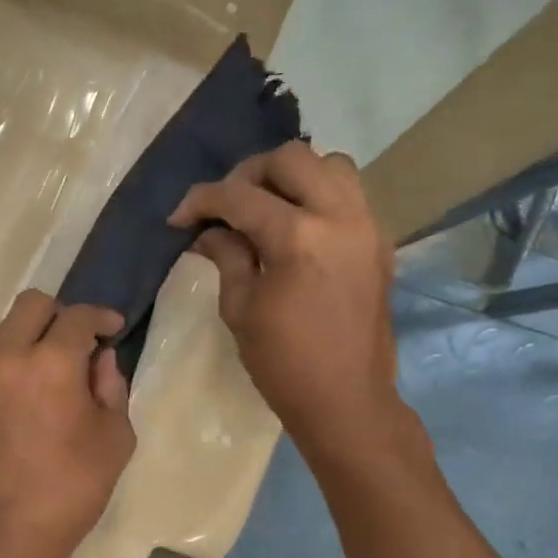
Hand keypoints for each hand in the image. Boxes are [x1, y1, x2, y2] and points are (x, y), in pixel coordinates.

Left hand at [0, 291, 136, 557]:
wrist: (7, 534)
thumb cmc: (72, 489)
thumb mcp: (114, 438)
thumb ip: (111, 387)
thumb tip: (98, 359)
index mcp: (49, 365)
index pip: (77, 317)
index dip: (101, 317)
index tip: (114, 328)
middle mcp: (7, 358)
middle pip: (32, 305)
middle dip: (61, 314)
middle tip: (82, 343)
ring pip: (8, 329)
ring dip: (35, 335)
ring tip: (58, 369)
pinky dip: (16, 358)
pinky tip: (35, 391)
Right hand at [171, 141, 399, 464]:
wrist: (345, 399)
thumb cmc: (283, 364)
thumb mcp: (240, 310)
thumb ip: (227, 257)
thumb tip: (209, 231)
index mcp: (297, 238)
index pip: (240, 196)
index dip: (201, 201)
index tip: (178, 218)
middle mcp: (339, 217)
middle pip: (291, 158)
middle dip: (249, 175)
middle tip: (226, 207)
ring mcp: (367, 226)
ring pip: (330, 165)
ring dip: (292, 178)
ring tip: (267, 209)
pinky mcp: (379, 242)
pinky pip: (350, 194)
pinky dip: (319, 196)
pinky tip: (297, 229)